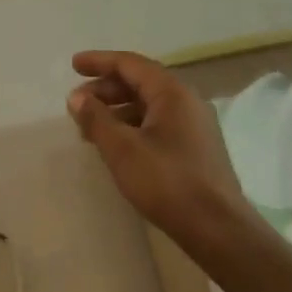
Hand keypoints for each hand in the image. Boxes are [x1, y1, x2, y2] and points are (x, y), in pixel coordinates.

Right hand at [68, 50, 248, 245]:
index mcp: (172, 92)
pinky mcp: (196, 148)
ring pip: (149, 105)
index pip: (130, 63)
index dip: (99, 61)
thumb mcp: (122, 149)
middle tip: (77, 103)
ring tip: (90, 127)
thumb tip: (76, 97)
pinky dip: (133, 126)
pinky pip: (158, 123)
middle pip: (140, 82)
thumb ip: (96, 118)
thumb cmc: (167, 182)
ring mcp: (195, 125)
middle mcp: (187, 100)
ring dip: (117, 109)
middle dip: (106, 89)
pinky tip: (117, 145)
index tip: (73, 65)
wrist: (218, 230)